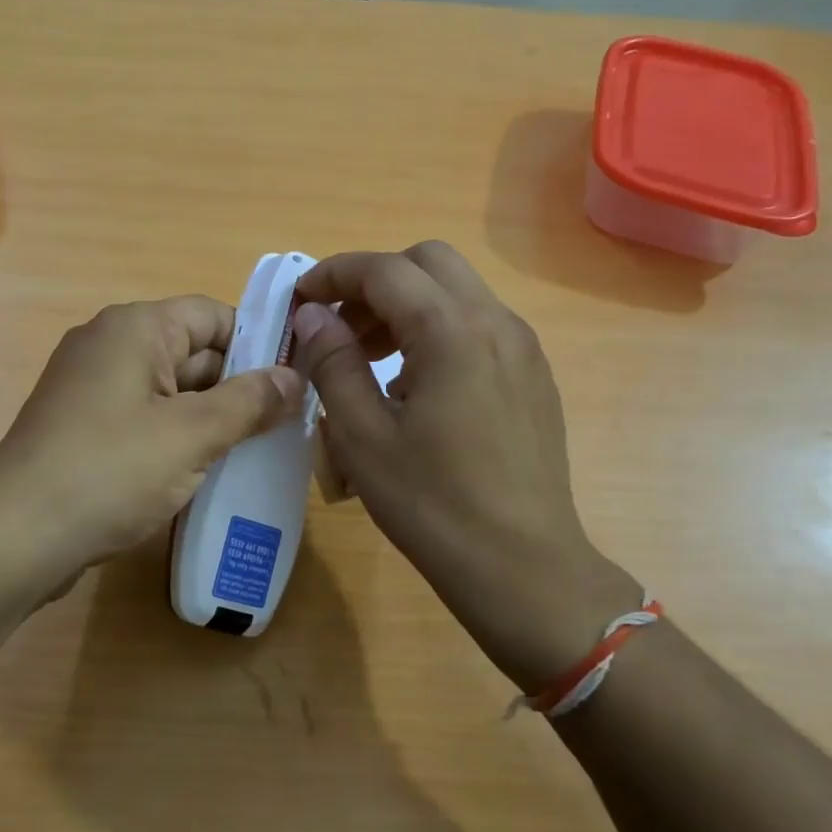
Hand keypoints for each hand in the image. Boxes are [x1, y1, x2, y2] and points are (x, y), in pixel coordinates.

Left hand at [0, 296, 303, 585]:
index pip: (214, 315)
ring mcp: (92, 387)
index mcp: (135, 328)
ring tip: (255, 452)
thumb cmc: (109, 472)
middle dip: (238, 387)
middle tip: (286, 426)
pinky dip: (176, 436)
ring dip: (210, 417)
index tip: (294, 383)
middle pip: (193, 351)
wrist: (16, 538)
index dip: (258, 344)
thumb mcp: (191, 435)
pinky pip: (145, 417)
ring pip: (170, 389)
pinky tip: (204, 470)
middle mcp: (110, 344)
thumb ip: (249, 402)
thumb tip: (295, 378)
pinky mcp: (83, 425)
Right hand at [292, 243, 640, 687]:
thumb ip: (332, 362)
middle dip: (373, 282)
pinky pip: (477, 326)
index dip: (333, 274)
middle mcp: (495, 323)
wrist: (523, 568)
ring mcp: (522, 348)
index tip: (300, 300)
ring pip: (455, 292)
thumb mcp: (361, 434)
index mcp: (452, 330)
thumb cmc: (432, 504)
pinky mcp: (532, 376)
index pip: (384, 269)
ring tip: (368, 359)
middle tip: (339, 329)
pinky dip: (435, 329)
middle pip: (427, 262)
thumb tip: (314, 315)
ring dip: (404, 305)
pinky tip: (412, 386)